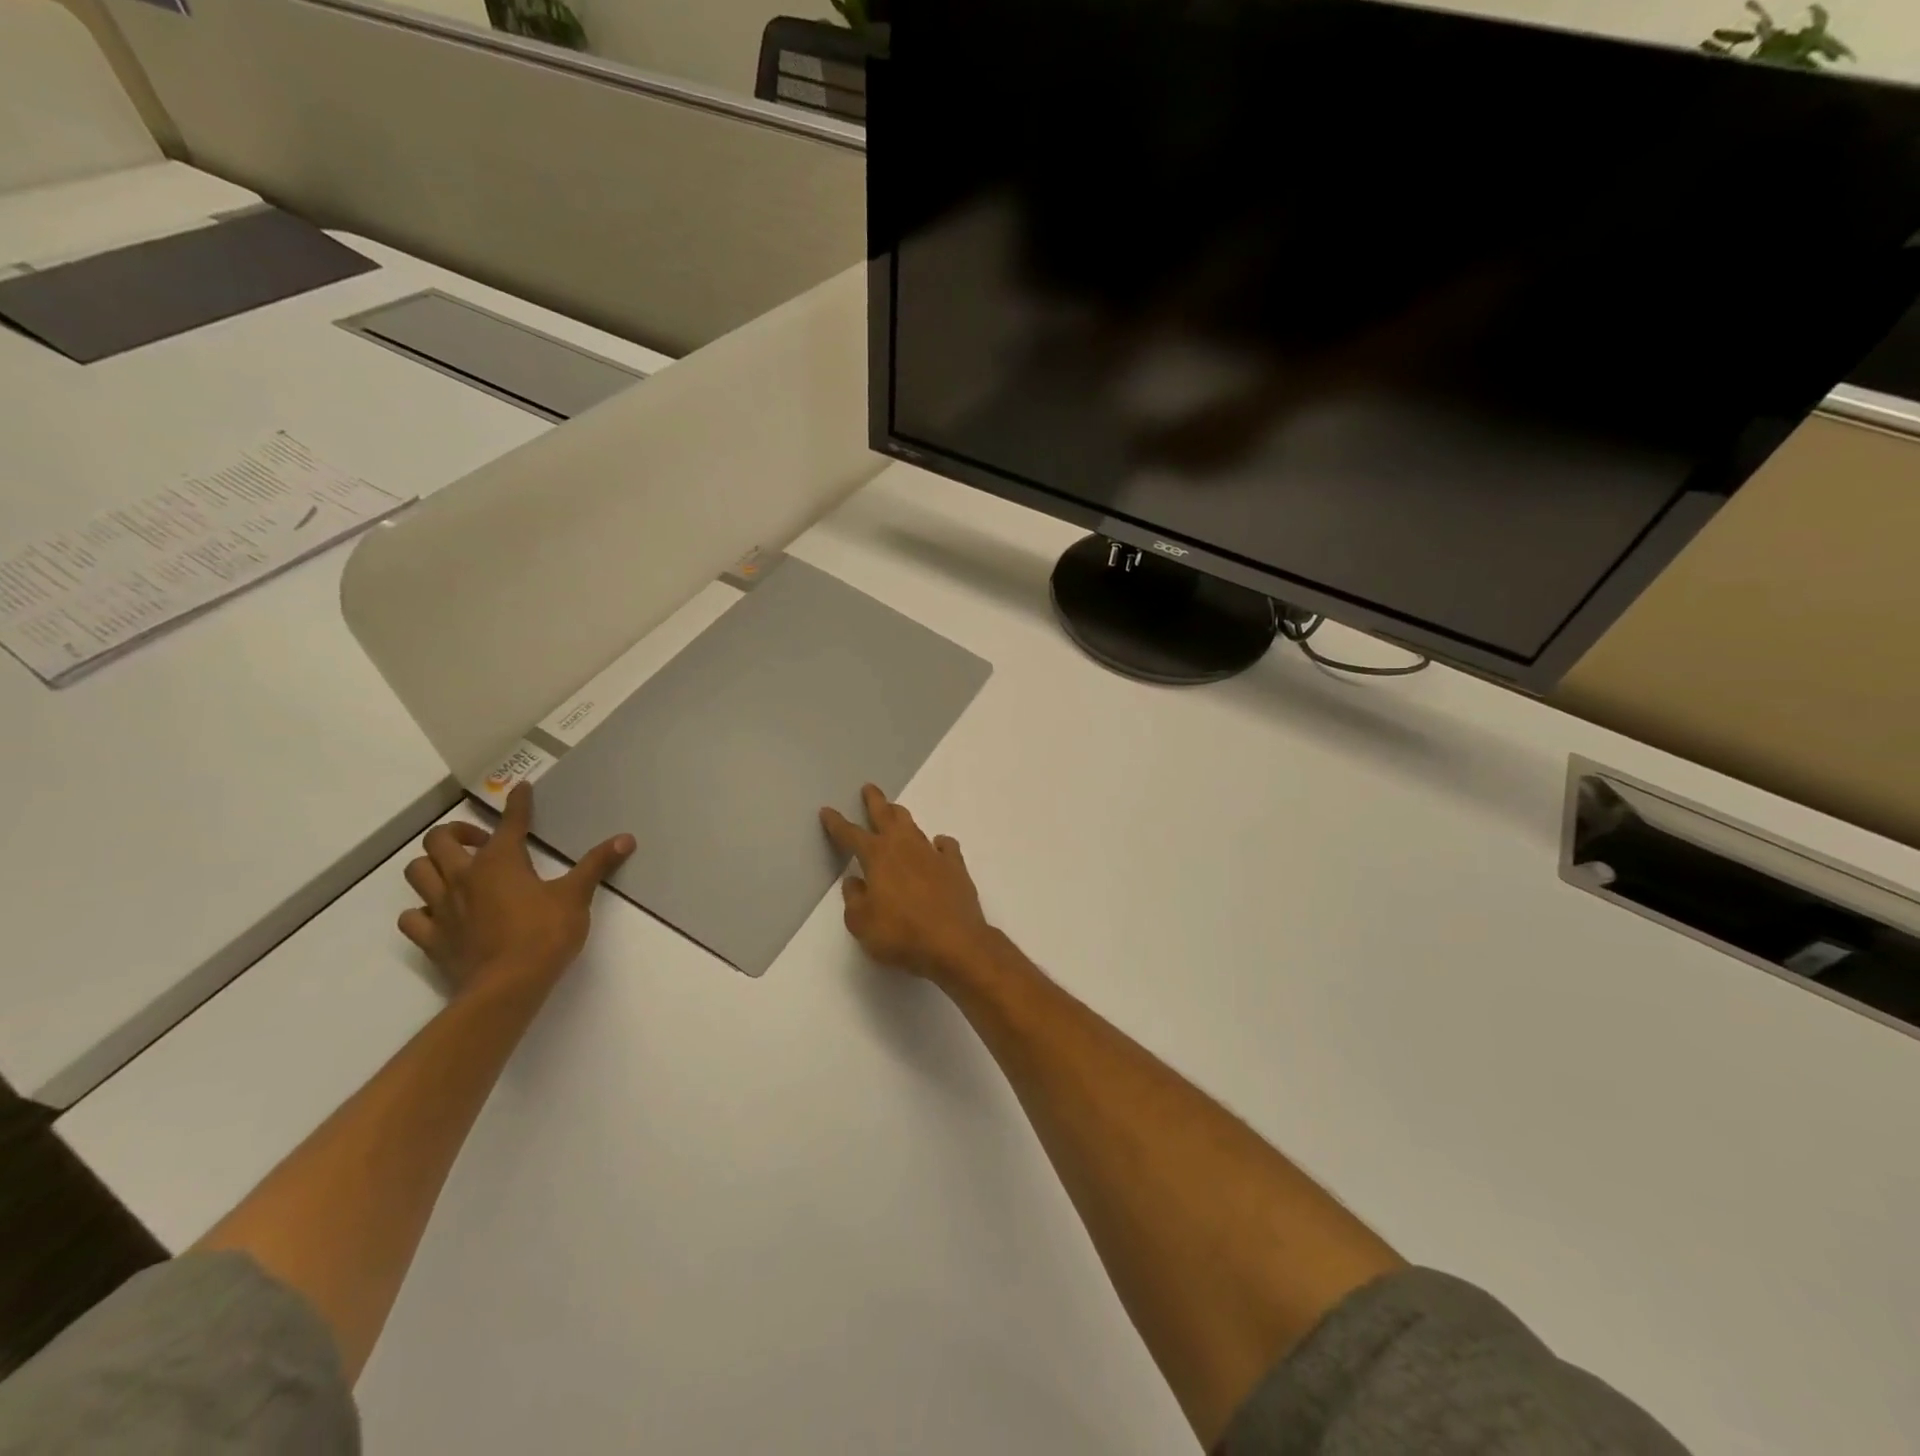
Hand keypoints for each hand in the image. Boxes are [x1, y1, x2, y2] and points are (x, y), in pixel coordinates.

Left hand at [399, 782, 634, 994]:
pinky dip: (422, 909)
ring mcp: (442, 908)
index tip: (520, 789)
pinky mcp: (432, 938)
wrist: (507, 987)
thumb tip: (626, 838)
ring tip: (456, 870)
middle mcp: (464, 877)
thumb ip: (597, 865)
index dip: (518, 803)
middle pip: (439, 840)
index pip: (509, 822)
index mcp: (500, 862)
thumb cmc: (545, 934)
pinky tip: (440, 913)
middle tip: (481, 842)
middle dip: (457, 832)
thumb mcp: (576, 896)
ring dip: (432, 865)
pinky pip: (412, 916)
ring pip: (416, 872)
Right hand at [820, 785, 998, 984]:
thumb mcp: (862, 923)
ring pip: (914, 827)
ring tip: (896, 812)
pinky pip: (946, 847)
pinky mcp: (956, 867)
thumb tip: (855, 882)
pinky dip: (938, 844)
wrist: (955, 943)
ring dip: (902, 818)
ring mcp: (933, 854)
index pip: (851, 835)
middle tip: (869, 788)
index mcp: (877, 857)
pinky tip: (937, 846)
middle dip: (875, 801)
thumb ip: (854, 900)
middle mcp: (905, 847)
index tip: (827, 810)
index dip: (837, 823)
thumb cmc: (901, 934)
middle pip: (887, 816)